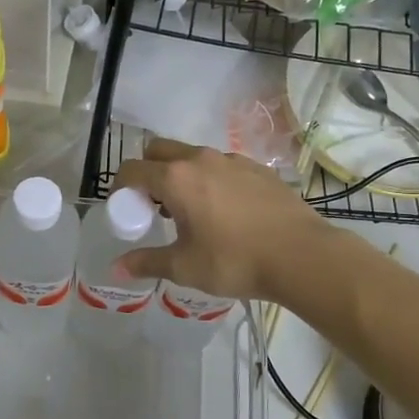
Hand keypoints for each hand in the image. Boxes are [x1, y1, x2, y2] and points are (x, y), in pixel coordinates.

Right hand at [115, 138, 334, 302]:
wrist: (302, 255)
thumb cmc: (235, 261)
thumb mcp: (185, 267)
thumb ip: (147, 263)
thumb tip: (117, 268)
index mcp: (176, 179)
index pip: (132, 169)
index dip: (120, 187)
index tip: (125, 209)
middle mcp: (200, 159)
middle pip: (159, 150)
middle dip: (148, 171)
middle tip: (153, 205)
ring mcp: (232, 160)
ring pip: (192, 155)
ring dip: (180, 174)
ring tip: (190, 211)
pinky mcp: (257, 168)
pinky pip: (221, 165)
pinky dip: (211, 179)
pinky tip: (224, 211)